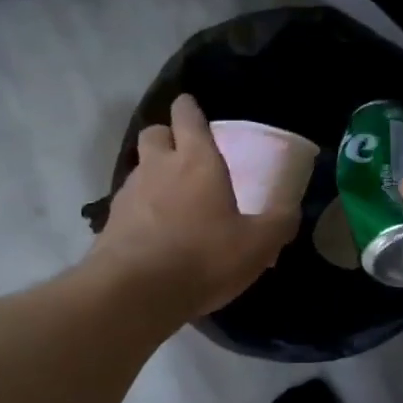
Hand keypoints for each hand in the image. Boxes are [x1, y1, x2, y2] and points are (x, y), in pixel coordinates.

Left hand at [90, 95, 297, 318]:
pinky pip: (129, 203)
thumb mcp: (258, 245)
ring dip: (155, 175)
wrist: (135, 292)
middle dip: (168, 137)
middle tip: (186, 157)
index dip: (190, 109)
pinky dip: (142, 209)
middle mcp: (158, 167)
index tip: (194, 110)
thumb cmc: (203, 257)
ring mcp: (129, 193)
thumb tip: (291, 210)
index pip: (187, 116)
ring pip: (140, 168)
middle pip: (155, 133)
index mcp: (197, 161)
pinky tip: (156, 233)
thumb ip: (279, 222)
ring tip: (174, 202)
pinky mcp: (111, 222)